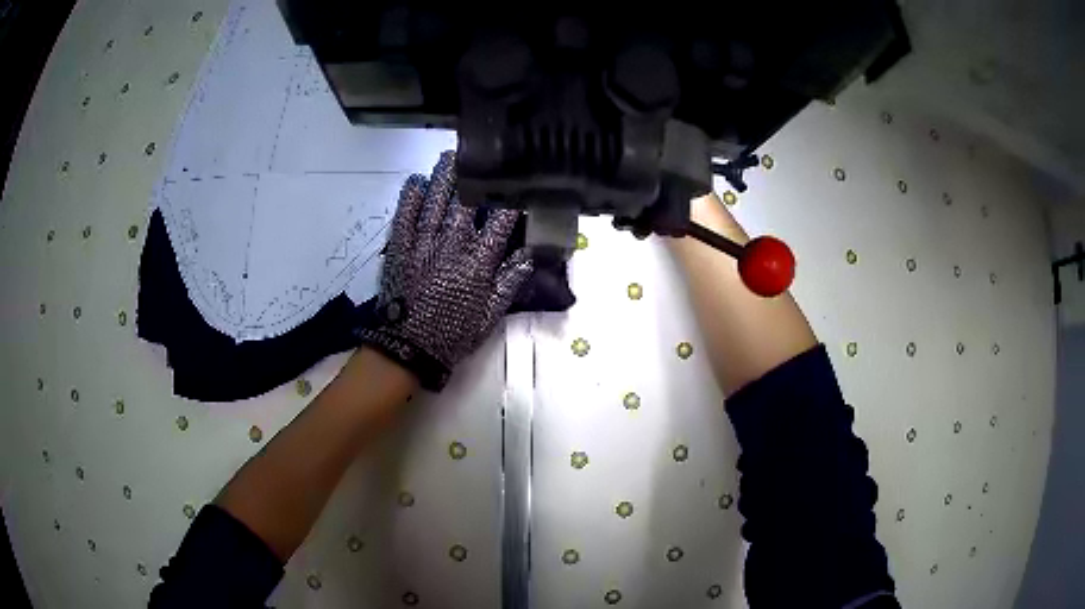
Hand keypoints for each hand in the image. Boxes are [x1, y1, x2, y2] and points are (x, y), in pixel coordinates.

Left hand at [358, 151, 532, 389]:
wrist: (409, 348)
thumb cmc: (453, 333)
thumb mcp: (491, 314)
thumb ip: (510, 282)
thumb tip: (530, 254)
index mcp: (478, 262)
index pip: (499, 223)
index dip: (509, 202)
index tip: (516, 185)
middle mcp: (452, 245)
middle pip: (464, 204)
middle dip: (471, 178)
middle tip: (475, 157)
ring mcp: (423, 244)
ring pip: (435, 204)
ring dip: (442, 180)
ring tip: (447, 159)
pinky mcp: (400, 250)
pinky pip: (404, 219)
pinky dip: (409, 200)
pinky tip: (414, 183)